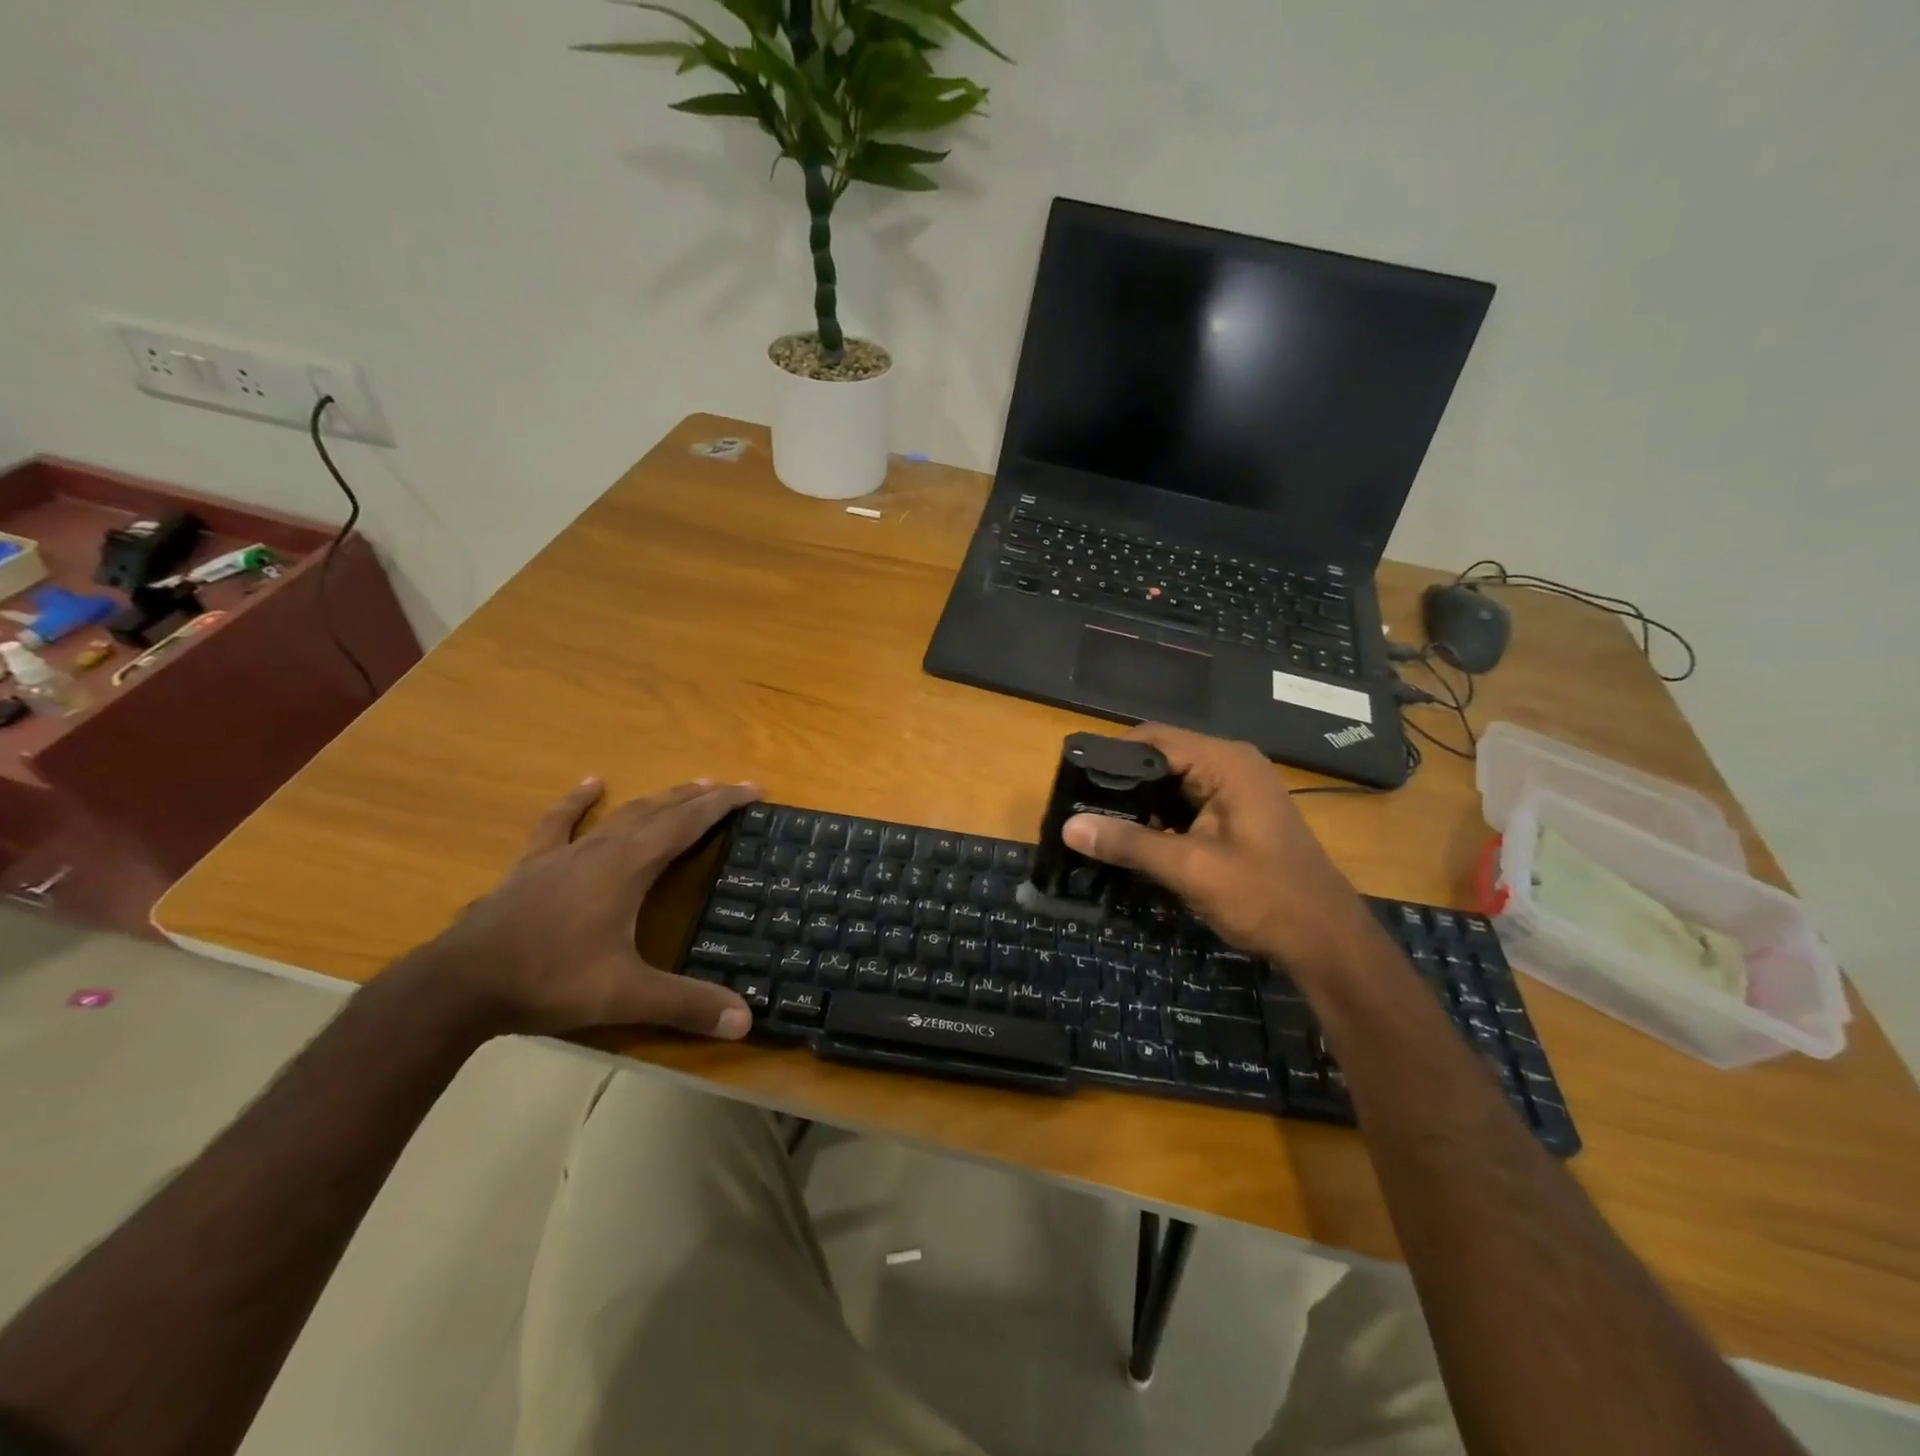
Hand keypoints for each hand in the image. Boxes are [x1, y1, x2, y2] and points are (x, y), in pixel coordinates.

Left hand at [415, 777, 759, 1038]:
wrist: (459, 985)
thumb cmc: (549, 980)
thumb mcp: (625, 996)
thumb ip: (686, 1004)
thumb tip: (745, 1021)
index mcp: (629, 867)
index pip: (687, 824)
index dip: (723, 805)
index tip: (753, 789)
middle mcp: (602, 849)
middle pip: (659, 811)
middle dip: (698, 798)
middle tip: (730, 788)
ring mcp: (564, 854)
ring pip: (621, 814)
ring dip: (657, 799)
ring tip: (685, 787)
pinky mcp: (533, 865)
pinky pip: (560, 823)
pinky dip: (578, 802)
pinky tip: (591, 783)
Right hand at [1063, 725, 1377, 974]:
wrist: (1327, 941)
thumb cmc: (1265, 897)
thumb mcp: (1190, 868)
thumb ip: (1129, 843)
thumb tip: (1069, 826)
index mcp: (1225, 762)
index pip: (1153, 738)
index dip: (1111, 755)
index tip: (1073, 780)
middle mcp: (1230, 765)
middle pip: (1160, 759)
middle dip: (1120, 783)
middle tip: (1078, 808)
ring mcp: (1235, 790)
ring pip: (1170, 784)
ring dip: (1139, 805)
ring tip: (1095, 825)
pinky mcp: (1234, 814)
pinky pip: (1185, 804)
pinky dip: (1159, 820)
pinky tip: (1133, 842)